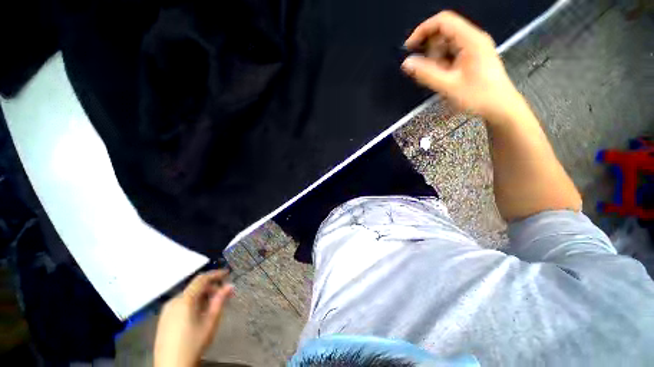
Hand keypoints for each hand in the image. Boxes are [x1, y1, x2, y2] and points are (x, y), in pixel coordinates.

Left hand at [154, 270, 234, 366]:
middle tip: (224, 296)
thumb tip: (230, 286)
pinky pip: (181, 304)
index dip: (216, 274)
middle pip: (195, 287)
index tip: (227, 273)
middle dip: (211, 289)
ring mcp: (166, 310)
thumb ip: (220, 301)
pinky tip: (199, 315)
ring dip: (203, 297)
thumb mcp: (210, 322)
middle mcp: (173, 301)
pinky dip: (193, 303)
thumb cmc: (193, 343)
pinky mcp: (163, 319)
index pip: (202, 279)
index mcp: (184, 300)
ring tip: (213, 307)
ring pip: (188, 296)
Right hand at [402, 11, 522, 121]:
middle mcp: (473, 39)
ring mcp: (473, 48)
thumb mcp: (448, 86)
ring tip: (435, 77)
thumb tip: (406, 63)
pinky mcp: (472, 57)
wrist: (500, 107)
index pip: (443, 21)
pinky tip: (442, 77)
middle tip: (423, 69)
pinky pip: (451, 54)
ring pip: (446, 44)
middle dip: (429, 48)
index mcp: (470, 40)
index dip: (423, 30)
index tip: (409, 47)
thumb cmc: (478, 96)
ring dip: (435, 58)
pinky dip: (441, 63)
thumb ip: (426, 74)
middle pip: (444, 32)